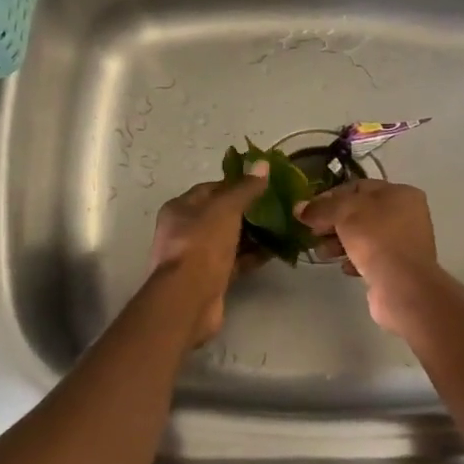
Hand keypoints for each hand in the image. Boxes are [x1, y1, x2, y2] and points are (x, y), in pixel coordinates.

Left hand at [147, 165, 268, 346]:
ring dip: (253, 234)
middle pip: (221, 215)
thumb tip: (262, 164)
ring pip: (230, 240)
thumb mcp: (226, 208)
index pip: (210, 189)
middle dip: (248, 211)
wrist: (189, 298)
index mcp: (180, 208)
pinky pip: (235, 262)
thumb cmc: (202, 244)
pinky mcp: (211, 279)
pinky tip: (276, 251)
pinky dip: (253, 256)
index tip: (263, 184)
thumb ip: (245, 188)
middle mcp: (185, 231)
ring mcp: (198, 257)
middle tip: (277, 206)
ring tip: (282, 227)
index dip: (236, 184)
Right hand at [295, 179, 440, 332]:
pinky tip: (343, 267)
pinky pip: (371, 258)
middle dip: (333, 222)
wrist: (403, 286)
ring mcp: (404, 243)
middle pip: (360, 213)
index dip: (330, 196)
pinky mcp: (399, 268)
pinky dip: (354, 260)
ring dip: (340, 242)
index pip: (358, 187)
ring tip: (323, 253)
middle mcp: (407, 215)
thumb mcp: (344, 214)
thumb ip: (320, 208)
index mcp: (400, 193)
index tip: (308, 210)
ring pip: (364, 236)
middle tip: (312, 233)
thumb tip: (299, 208)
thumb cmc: (377, 239)